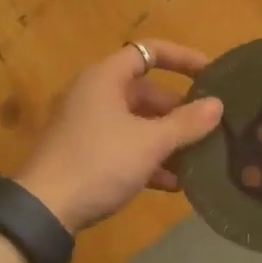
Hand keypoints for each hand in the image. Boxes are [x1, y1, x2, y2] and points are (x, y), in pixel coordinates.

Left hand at [14, 42, 224, 233]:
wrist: (44, 210)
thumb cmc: (99, 162)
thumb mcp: (149, 143)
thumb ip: (186, 123)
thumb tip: (218, 105)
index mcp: (105, 78)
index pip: (149, 52)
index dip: (182, 58)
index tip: (211, 73)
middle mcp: (95, 95)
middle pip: (145, 92)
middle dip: (178, 110)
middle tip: (208, 127)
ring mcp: (87, 126)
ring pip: (137, 123)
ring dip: (167, 139)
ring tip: (198, 159)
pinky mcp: (85, 155)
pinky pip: (124, 147)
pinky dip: (148, 159)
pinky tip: (173, 184)